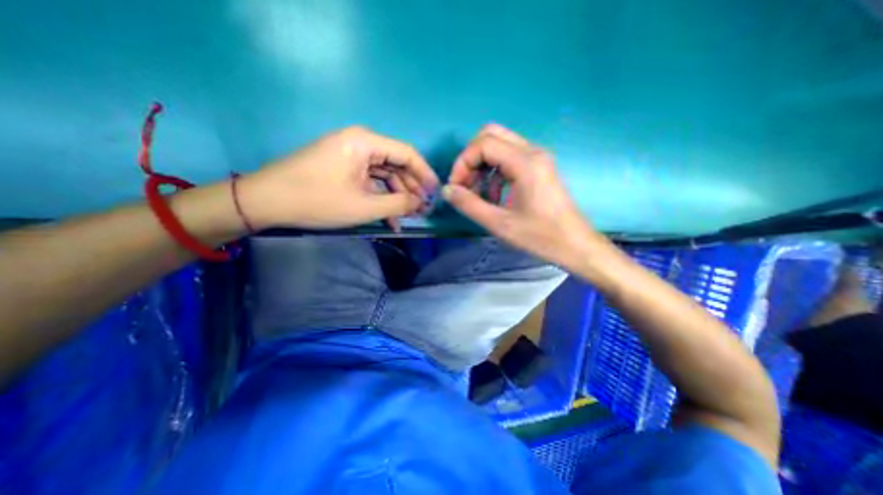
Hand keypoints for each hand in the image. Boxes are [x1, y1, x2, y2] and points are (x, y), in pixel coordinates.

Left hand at [237, 126, 436, 229]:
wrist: (266, 201)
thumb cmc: (317, 200)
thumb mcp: (364, 206)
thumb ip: (398, 203)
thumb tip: (420, 202)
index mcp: (365, 143)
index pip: (407, 154)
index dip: (425, 174)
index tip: (435, 193)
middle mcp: (360, 143)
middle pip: (397, 164)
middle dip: (411, 189)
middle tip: (423, 209)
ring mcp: (351, 155)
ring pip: (385, 175)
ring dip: (397, 197)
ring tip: (408, 218)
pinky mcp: (344, 167)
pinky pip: (370, 181)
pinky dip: (381, 197)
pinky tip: (389, 217)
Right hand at [444, 125, 603, 270]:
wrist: (575, 246)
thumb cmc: (540, 237)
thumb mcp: (499, 224)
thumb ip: (469, 205)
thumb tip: (447, 190)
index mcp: (525, 163)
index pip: (483, 144)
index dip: (463, 163)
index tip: (456, 187)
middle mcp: (532, 152)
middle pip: (491, 135)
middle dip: (471, 159)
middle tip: (465, 185)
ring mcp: (538, 158)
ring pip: (500, 146)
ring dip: (482, 165)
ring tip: (477, 193)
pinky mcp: (539, 168)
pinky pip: (509, 159)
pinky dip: (495, 172)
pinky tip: (493, 196)